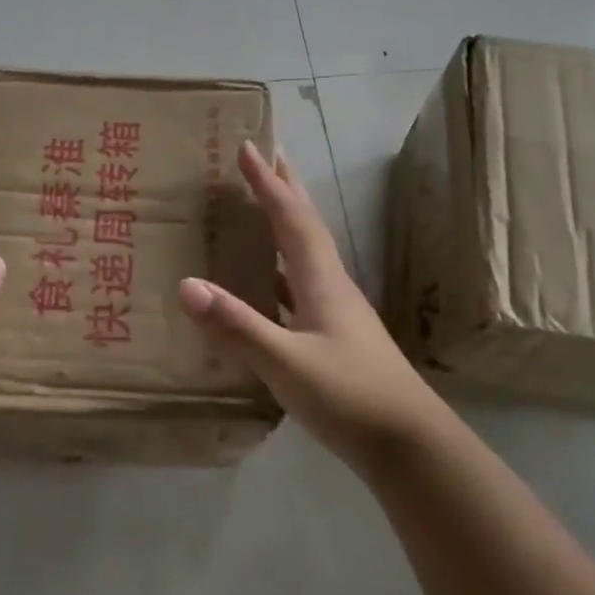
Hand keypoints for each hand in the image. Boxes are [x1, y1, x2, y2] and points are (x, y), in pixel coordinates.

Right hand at [177, 142, 443, 472]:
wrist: (409, 446)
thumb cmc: (350, 397)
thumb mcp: (287, 363)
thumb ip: (237, 325)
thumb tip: (186, 284)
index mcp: (322, 282)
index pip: (291, 219)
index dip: (269, 183)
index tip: (249, 147)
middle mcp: (331, 288)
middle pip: (306, 226)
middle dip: (285, 189)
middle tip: (268, 156)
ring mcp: (335, 315)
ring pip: (304, 256)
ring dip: (284, 226)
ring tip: (261, 209)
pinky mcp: (334, 339)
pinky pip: (298, 289)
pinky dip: (278, 272)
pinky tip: (265, 286)